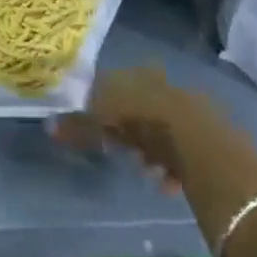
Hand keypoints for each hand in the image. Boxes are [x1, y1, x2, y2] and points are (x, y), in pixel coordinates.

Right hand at [53, 65, 233, 191]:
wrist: (203, 144)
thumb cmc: (144, 124)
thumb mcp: (103, 123)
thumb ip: (78, 126)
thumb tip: (48, 125)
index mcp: (135, 75)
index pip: (111, 84)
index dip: (99, 106)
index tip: (94, 128)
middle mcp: (161, 84)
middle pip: (137, 107)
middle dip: (128, 130)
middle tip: (119, 151)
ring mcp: (187, 106)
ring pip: (160, 128)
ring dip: (150, 149)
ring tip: (145, 170)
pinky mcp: (208, 132)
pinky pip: (182, 147)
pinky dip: (172, 163)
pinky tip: (166, 181)